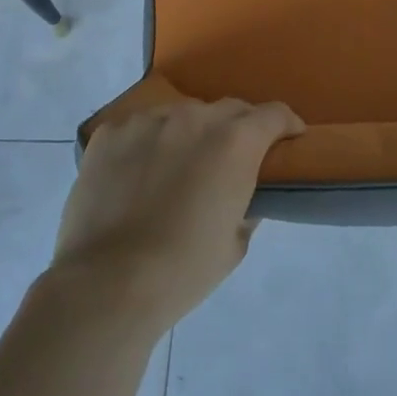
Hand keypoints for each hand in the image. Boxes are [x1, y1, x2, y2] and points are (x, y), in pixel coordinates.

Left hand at [51, 99, 303, 335]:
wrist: (106, 286)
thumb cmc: (183, 271)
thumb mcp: (235, 244)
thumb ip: (247, 205)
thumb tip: (244, 194)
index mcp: (236, 142)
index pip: (274, 114)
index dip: (287, 125)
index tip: (290, 139)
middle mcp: (196, 118)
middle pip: (229, 109)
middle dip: (239, 128)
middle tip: (232, 159)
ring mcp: (149, 120)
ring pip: (182, 115)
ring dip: (190, 133)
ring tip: (179, 166)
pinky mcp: (111, 132)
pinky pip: (140, 127)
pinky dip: (148, 143)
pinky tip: (138, 173)